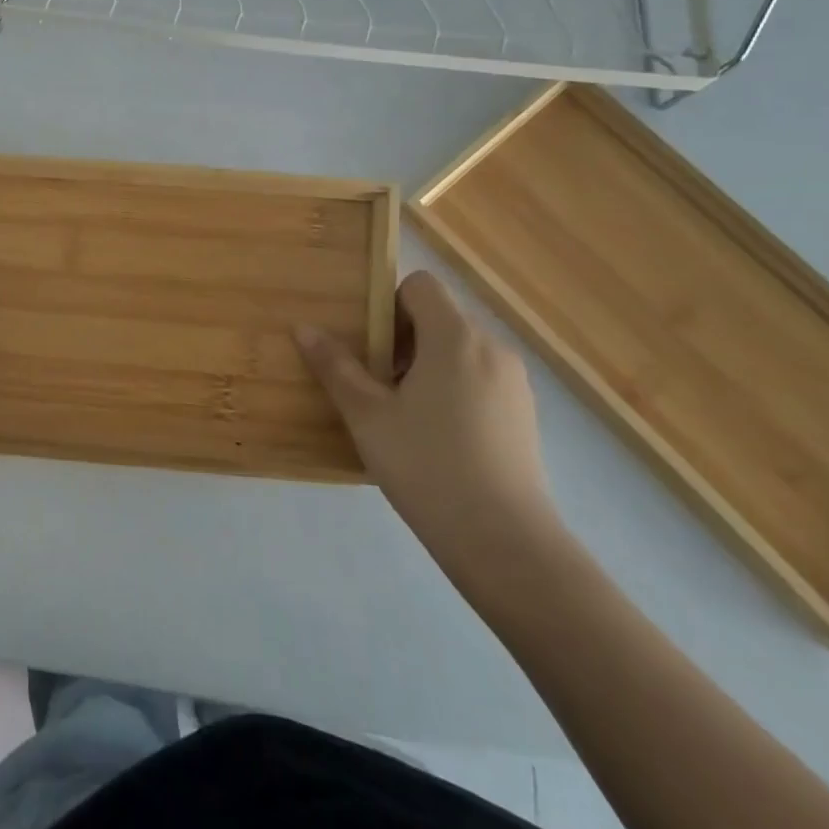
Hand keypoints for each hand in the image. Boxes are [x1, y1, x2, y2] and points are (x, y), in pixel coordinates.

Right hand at [294, 271, 558, 569]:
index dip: (388, 303)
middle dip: (402, 339)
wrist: (505, 542)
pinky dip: (453, 388)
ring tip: (403, 413)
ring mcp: (514, 382)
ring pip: (460, 350)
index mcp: (455, 337)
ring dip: (427, 365)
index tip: (368, 344)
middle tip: (376, 383)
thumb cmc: (428, 466)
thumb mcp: (368, 416)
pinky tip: (436, 437)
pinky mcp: (524, 414)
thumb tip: (304, 328)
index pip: (421, 285)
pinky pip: (480, 378)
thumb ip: (336, 367)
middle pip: (439, 317)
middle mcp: (491, 348)